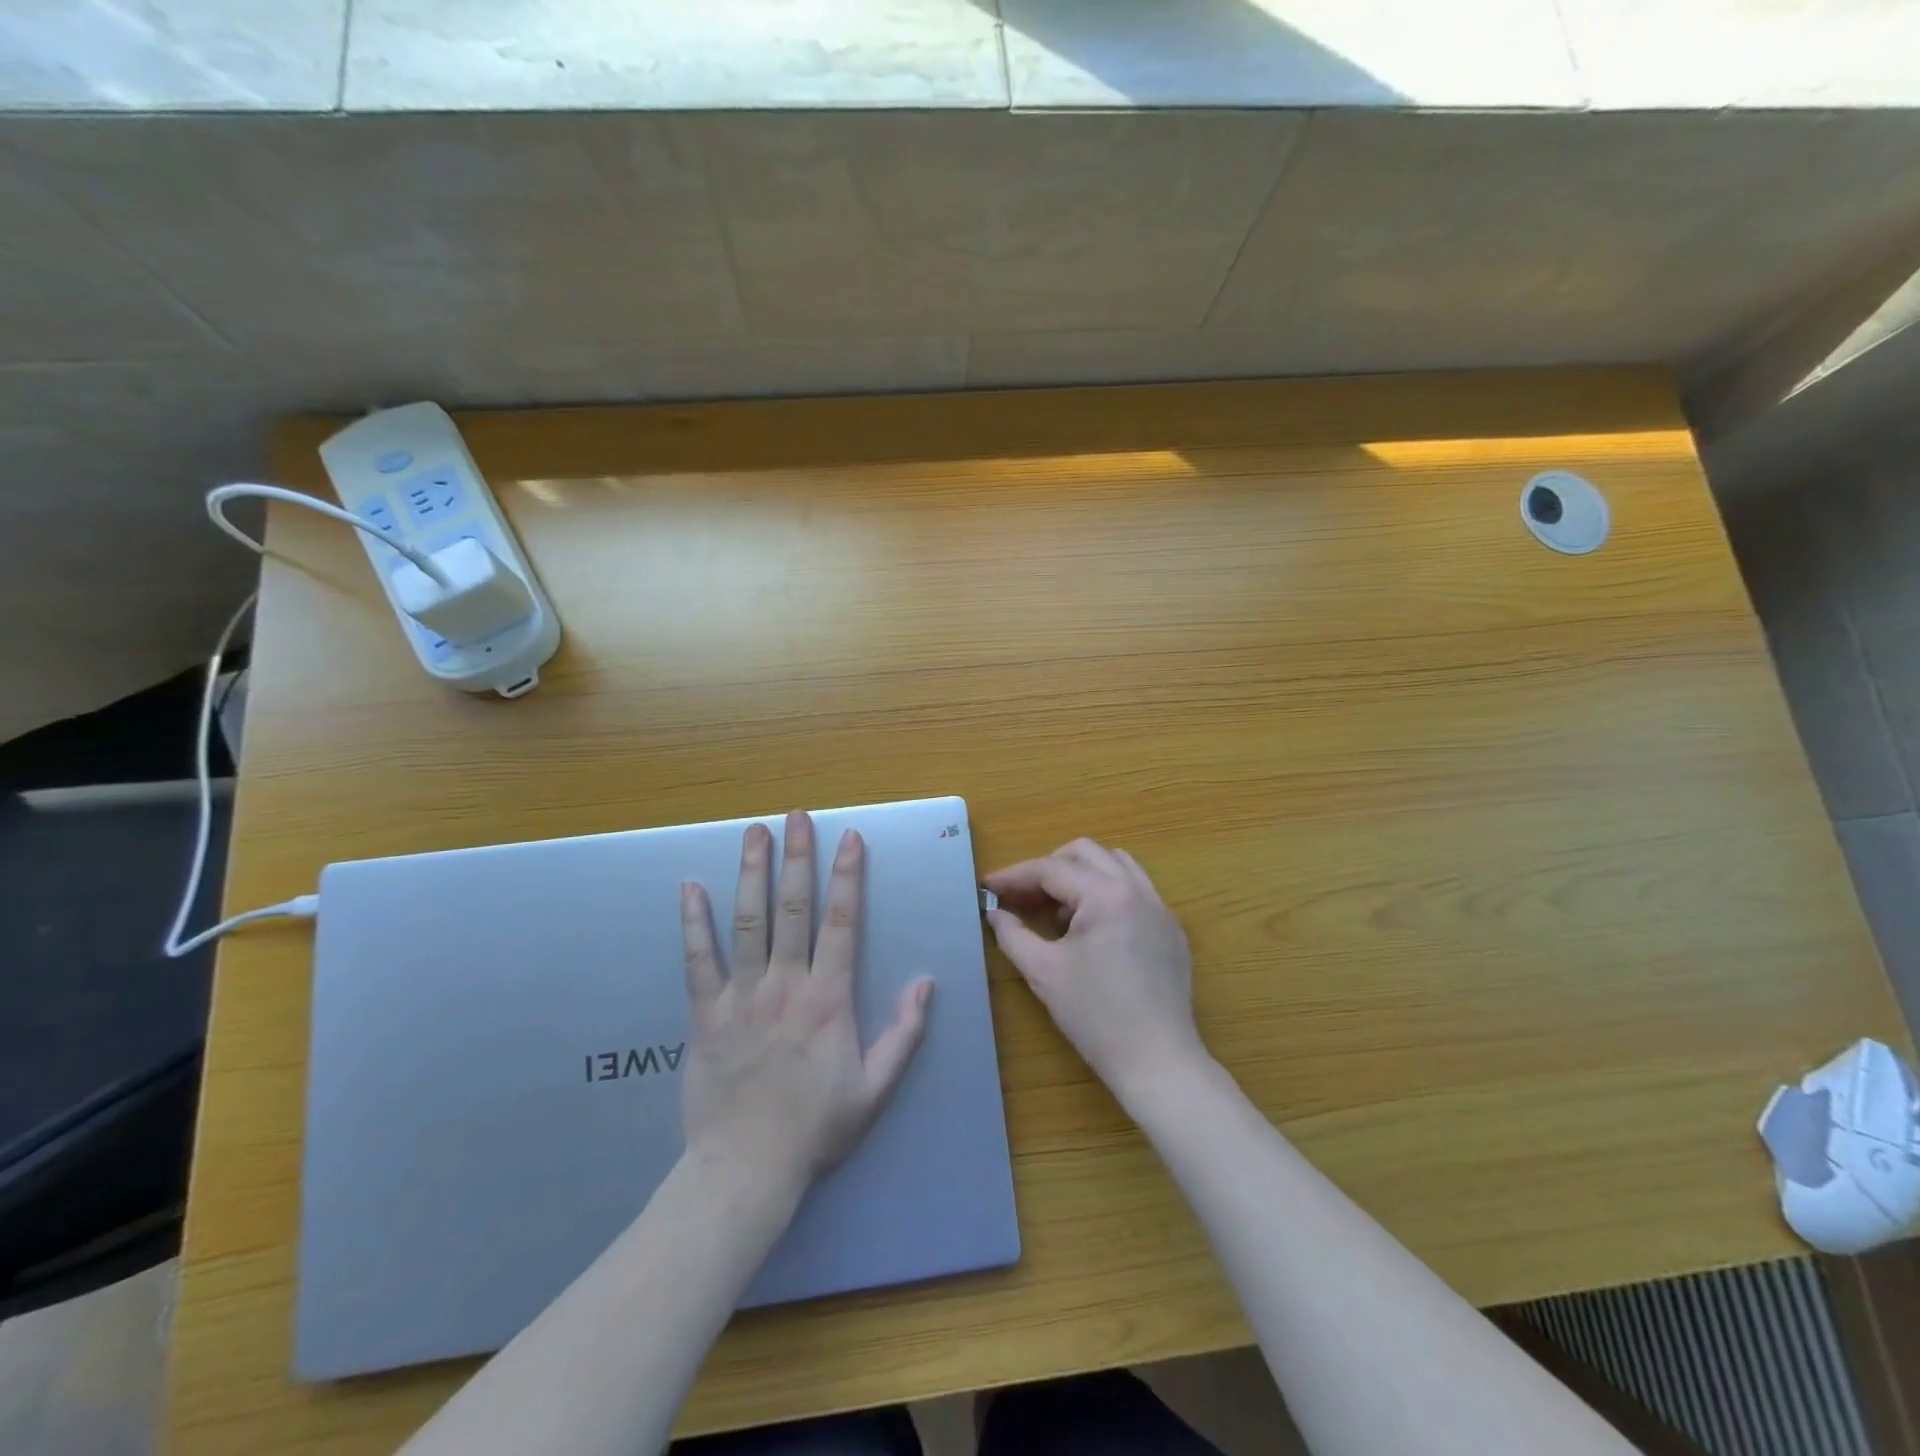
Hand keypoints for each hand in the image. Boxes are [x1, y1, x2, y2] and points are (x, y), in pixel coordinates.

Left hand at [679, 812, 932, 1199]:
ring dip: (752, 874)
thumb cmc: (816, 1128)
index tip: (849, 838)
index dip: (847, 877)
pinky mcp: (706, 1014)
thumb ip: (905, 1034)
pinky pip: (698, 960)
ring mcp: (743, 996)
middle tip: (798, 817)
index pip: (842, 924)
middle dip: (798, 858)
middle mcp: (787, 985)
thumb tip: (926, 983)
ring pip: (748, 923)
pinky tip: (689, 887)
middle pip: (794, 909)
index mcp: (829, 1000)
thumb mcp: (876, 1089)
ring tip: (754, 832)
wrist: (746, 1170)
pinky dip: (693, 922)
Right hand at [985, 839, 1206, 1100]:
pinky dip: (1107, 894)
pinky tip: (1091, 930)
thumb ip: (1012, 934)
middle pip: (1085, 853)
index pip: (1052, 869)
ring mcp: (1160, 909)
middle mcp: (1138, 890)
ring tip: (1058, 911)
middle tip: (1022, 896)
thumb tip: (995, 912)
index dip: (1015, 876)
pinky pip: (1135, 891)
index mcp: (1107, 896)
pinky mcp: (1171, 930)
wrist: (1157, 1062)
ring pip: (1115, 865)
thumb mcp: (1043, 972)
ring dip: (1081, 876)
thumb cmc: (1095, 1017)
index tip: (987, 886)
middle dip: (1048, 867)